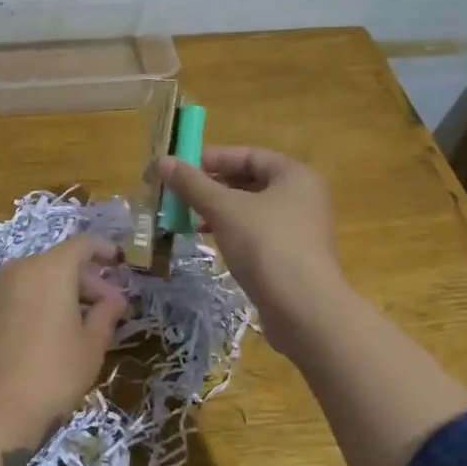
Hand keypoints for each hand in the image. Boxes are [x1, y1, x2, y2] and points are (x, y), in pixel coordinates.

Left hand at [0, 234, 127, 455]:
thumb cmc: (51, 375)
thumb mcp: (90, 347)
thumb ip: (106, 315)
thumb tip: (114, 299)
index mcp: (50, 269)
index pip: (82, 244)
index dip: (104, 250)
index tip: (120, 262)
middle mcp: (18, 269)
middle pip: (58, 263)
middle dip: (86, 281)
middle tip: (107, 308)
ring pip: (35, 280)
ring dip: (59, 294)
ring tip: (78, 325)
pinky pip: (15, 297)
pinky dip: (35, 305)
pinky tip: (45, 336)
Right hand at [153, 147, 351, 361]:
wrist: (304, 310)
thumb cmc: (266, 245)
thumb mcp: (224, 209)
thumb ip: (193, 184)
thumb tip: (162, 161)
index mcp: (294, 176)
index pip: (248, 155)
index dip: (212, 158)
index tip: (181, 168)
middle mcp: (302, 197)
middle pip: (250, 182)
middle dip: (212, 187)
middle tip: (179, 194)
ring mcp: (300, 229)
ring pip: (251, 210)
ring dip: (219, 211)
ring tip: (188, 218)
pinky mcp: (292, 257)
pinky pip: (257, 234)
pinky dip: (232, 232)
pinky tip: (210, 241)